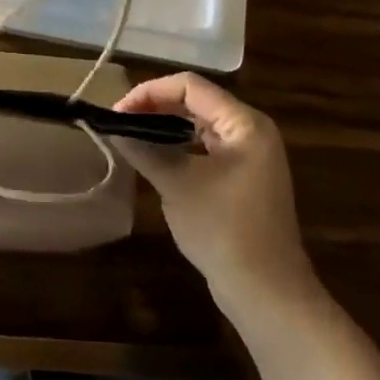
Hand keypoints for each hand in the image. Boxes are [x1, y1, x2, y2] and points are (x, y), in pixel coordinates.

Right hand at [114, 73, 318, 314]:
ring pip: (199, 126)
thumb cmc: (224, 229)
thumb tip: (112, 128)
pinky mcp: (243, 179)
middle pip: (196, 102)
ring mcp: (250, 157)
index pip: (190, 86)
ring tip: (132, 138)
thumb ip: (144, 149)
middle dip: (155, 108)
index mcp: (244, 124)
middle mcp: (251, 132)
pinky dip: (178, 148)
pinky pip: (205, 149)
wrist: (267, 292)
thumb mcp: (177, 184)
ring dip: (165, 128)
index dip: (150, 92)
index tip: (118, 111)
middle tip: (120, 124)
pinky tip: (155, 160)